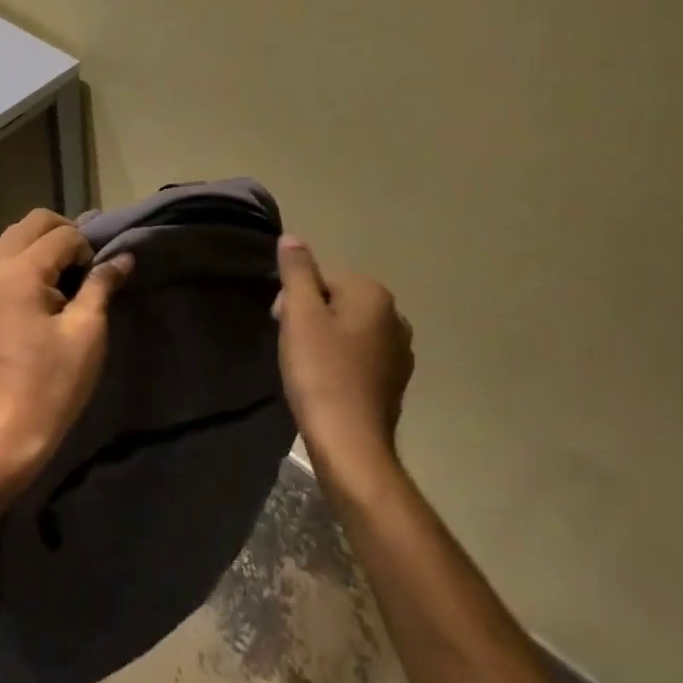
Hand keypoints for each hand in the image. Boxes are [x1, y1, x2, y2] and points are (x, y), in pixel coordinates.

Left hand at [0, 209, 132, 480]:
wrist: (8, 429)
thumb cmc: (53, 381)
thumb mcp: (87, 330)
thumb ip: (102, 284)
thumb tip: (124, 257)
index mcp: (19, 272)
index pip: (62, 234)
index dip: (87, 249)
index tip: (97, 281)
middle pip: (32, 223)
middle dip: (64, 233)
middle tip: (85, 267)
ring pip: (14, 237)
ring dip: (44, 244)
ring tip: (67, 278)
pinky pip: (3, 259)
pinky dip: (26, 260)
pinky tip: (44, 290)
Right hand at [274, 235, 414, 479]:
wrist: (350, 444)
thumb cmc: (321, 372)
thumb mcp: (300, 314)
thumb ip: (297, 272)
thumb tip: (292, 238)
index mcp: (374, 295)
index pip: (323, 277)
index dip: (296, 298)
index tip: (282, 323)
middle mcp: (395, 317)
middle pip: (337, 301)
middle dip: (310, 316)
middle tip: (292, 346)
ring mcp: (399, 352)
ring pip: (348, 329)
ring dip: (324, 340)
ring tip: (306, 367)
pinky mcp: (395, 382)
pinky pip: (359, 356)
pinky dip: (340, 362)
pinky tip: (325, 383)